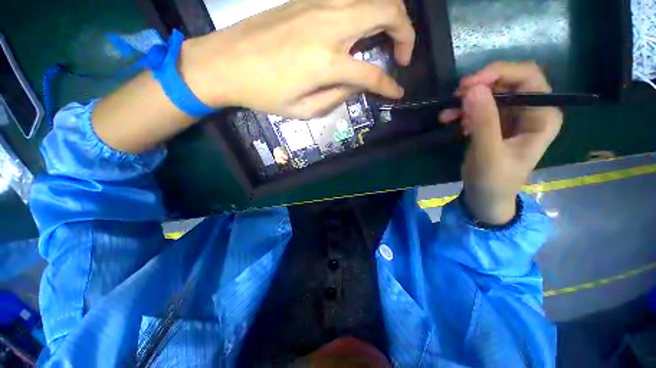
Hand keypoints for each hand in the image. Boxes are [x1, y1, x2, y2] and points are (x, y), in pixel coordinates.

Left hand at [180, 0, 414, 118]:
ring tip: (388, 39)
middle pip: (387, 10)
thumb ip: (336, 97)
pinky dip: (367, 9)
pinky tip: (362, 27)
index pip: (372, 73)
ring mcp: (318, 4)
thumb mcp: (304, 109)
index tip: (398, 92)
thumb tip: (358, 85)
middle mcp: (329, 25)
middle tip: (402, 56)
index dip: (390, 85)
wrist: (225, 62)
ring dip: (390, 15)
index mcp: (326, 62)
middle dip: (405, 33)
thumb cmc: (264, 93)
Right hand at [439, 62, 562, 224]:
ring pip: (490, 93)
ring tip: (447, 115)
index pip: (528, 78)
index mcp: (542, 116)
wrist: (486, 197)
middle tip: (455, 96)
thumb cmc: (494, 181)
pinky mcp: (495, 123)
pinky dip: (463, 111)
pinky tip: (452, 121)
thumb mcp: (489, 153)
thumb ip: (484, 122)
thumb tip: (471, 89)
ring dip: (467, 100)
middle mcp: (531, 110)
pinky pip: (479, 107)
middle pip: (508, 82)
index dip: (499, 73)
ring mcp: (512, 116)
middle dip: (480, 86)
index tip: (469, 84)